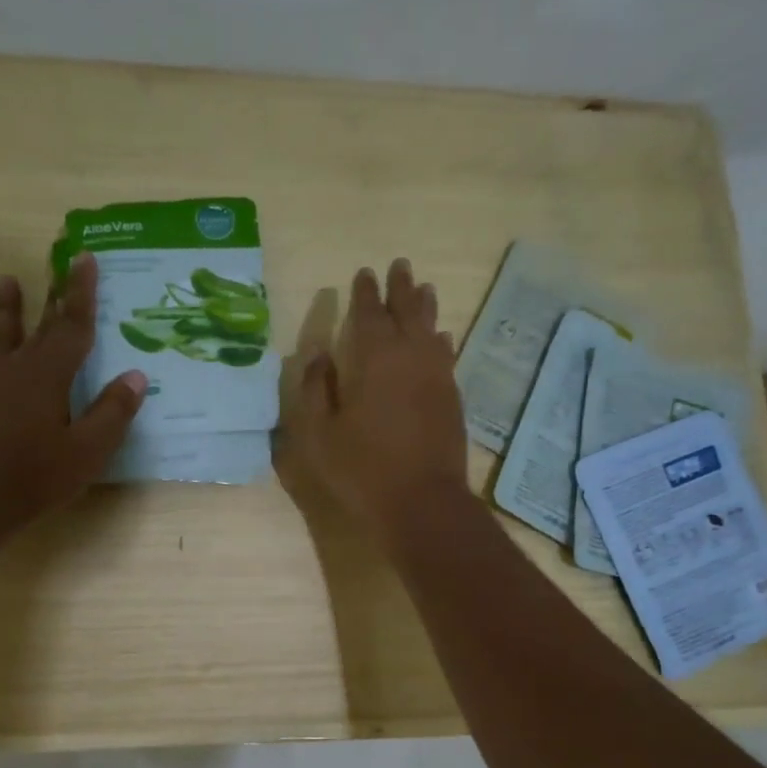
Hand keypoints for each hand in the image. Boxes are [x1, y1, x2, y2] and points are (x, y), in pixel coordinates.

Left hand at [0, 254, 145, 540]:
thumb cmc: (37, 475)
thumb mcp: (89, 450)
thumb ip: (113, 411)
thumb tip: (137, 376)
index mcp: (52, 375)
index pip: (74, 326)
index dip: (81, 293)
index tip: (84, 258)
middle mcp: (18, 368)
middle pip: (41, 327)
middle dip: (53, 296)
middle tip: (57, 264)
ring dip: (4, 310)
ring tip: (6, 280)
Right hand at [278, 258, 468, 545]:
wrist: (422, 502)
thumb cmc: (362, 469)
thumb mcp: (320, 434)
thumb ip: (315, 390)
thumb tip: (318, 356)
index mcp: (374, 359)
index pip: (369, 313)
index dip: (365, 292)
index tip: (363, 273)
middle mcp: (410, 357)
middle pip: (407, 311)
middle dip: (401, 287)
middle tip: (399, 266)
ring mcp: (436, 376)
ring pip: (432, 329)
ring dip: (425, 307)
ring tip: (424, 289)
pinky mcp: (452, 397)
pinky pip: (446, 355)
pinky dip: (441, 340)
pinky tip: (441, 338)